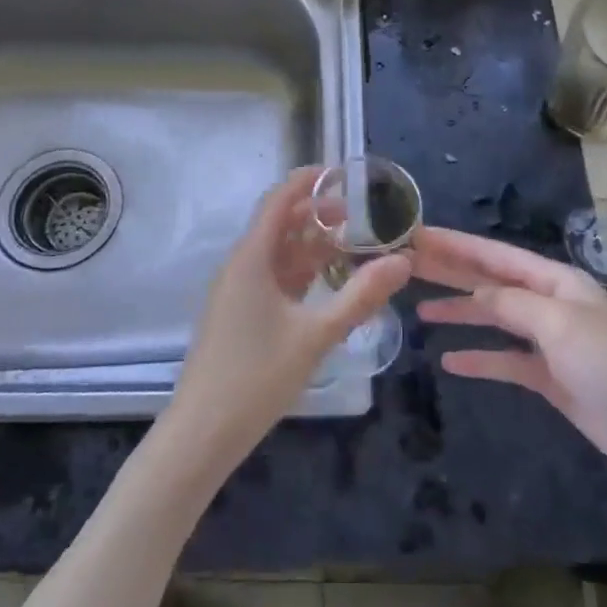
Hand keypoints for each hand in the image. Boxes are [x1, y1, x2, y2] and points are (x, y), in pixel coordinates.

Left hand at [166, 168, 410, 474]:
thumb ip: (361, 296)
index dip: (308, 180)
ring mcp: (237, 291)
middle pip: (280, 223)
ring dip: (312, 245)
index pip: (279, 199)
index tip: (342, 172)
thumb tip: (404, 260)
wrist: (202, 433)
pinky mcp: (239, 314)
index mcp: (252, 257)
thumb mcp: (316, 335)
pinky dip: (301, 272)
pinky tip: (329, 283)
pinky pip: (273, 278)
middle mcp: (241, 265)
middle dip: (318, 214)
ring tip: (354, 245)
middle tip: (361, 215)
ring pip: (278, 253)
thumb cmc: (256, 376)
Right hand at [413, 227, 606, 498]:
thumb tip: (477, 291)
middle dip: (451, 272)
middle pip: (491, 281)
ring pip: (495, 318)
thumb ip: (514, 303)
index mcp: (556, 281)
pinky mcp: (552, 379)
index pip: (495, 256)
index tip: (415, 236)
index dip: (455, 245)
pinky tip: (451, 361)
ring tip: (421, 311)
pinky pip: (507, 361)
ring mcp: (551, 343)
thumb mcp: (561, 325)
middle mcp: (550, 304)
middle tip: (405, 266)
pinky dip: (480, 358)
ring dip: (461, 312)